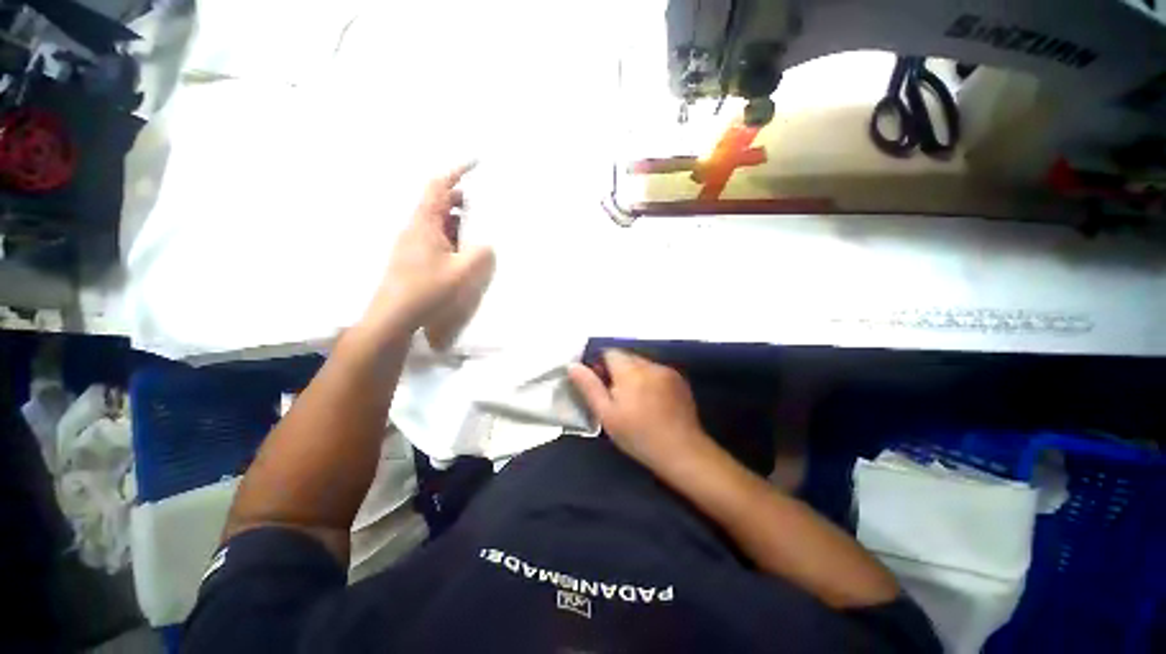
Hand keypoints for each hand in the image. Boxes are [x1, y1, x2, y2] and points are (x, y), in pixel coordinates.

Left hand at [361, 163, 494, 340]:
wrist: (393, 316)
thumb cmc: (426, 290)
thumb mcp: (461, 272)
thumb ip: (480, 255)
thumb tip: (487, 245)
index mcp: (425, 223)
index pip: (438, 187)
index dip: (456, 172)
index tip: (475, 164)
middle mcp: (416, 227)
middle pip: (438, 201)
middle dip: (461, 198)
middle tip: (485, 202)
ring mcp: (413, 242)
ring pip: (437, 220)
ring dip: (457, 218)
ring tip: (479, 226)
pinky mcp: (414, 256)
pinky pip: (436, 236)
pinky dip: (452, 234)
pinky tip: (464, 248)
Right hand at [568, 350, 714, 472]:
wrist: (682, 452)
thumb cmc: (638, 435)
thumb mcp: (606, 414)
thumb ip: (589, 386)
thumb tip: (572, 365)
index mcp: (630, 371)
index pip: (609, 353)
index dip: (601, 366)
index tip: (601, 387)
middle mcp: (650, 364)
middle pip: (626, 358)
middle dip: (618, 371)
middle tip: (617, 397)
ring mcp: (667, 371)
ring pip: (642, 364)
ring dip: (634, 375)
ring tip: (636, 401)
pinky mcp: (679, 380)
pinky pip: (657, 372)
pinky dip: (650, 380)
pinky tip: (653, 402)